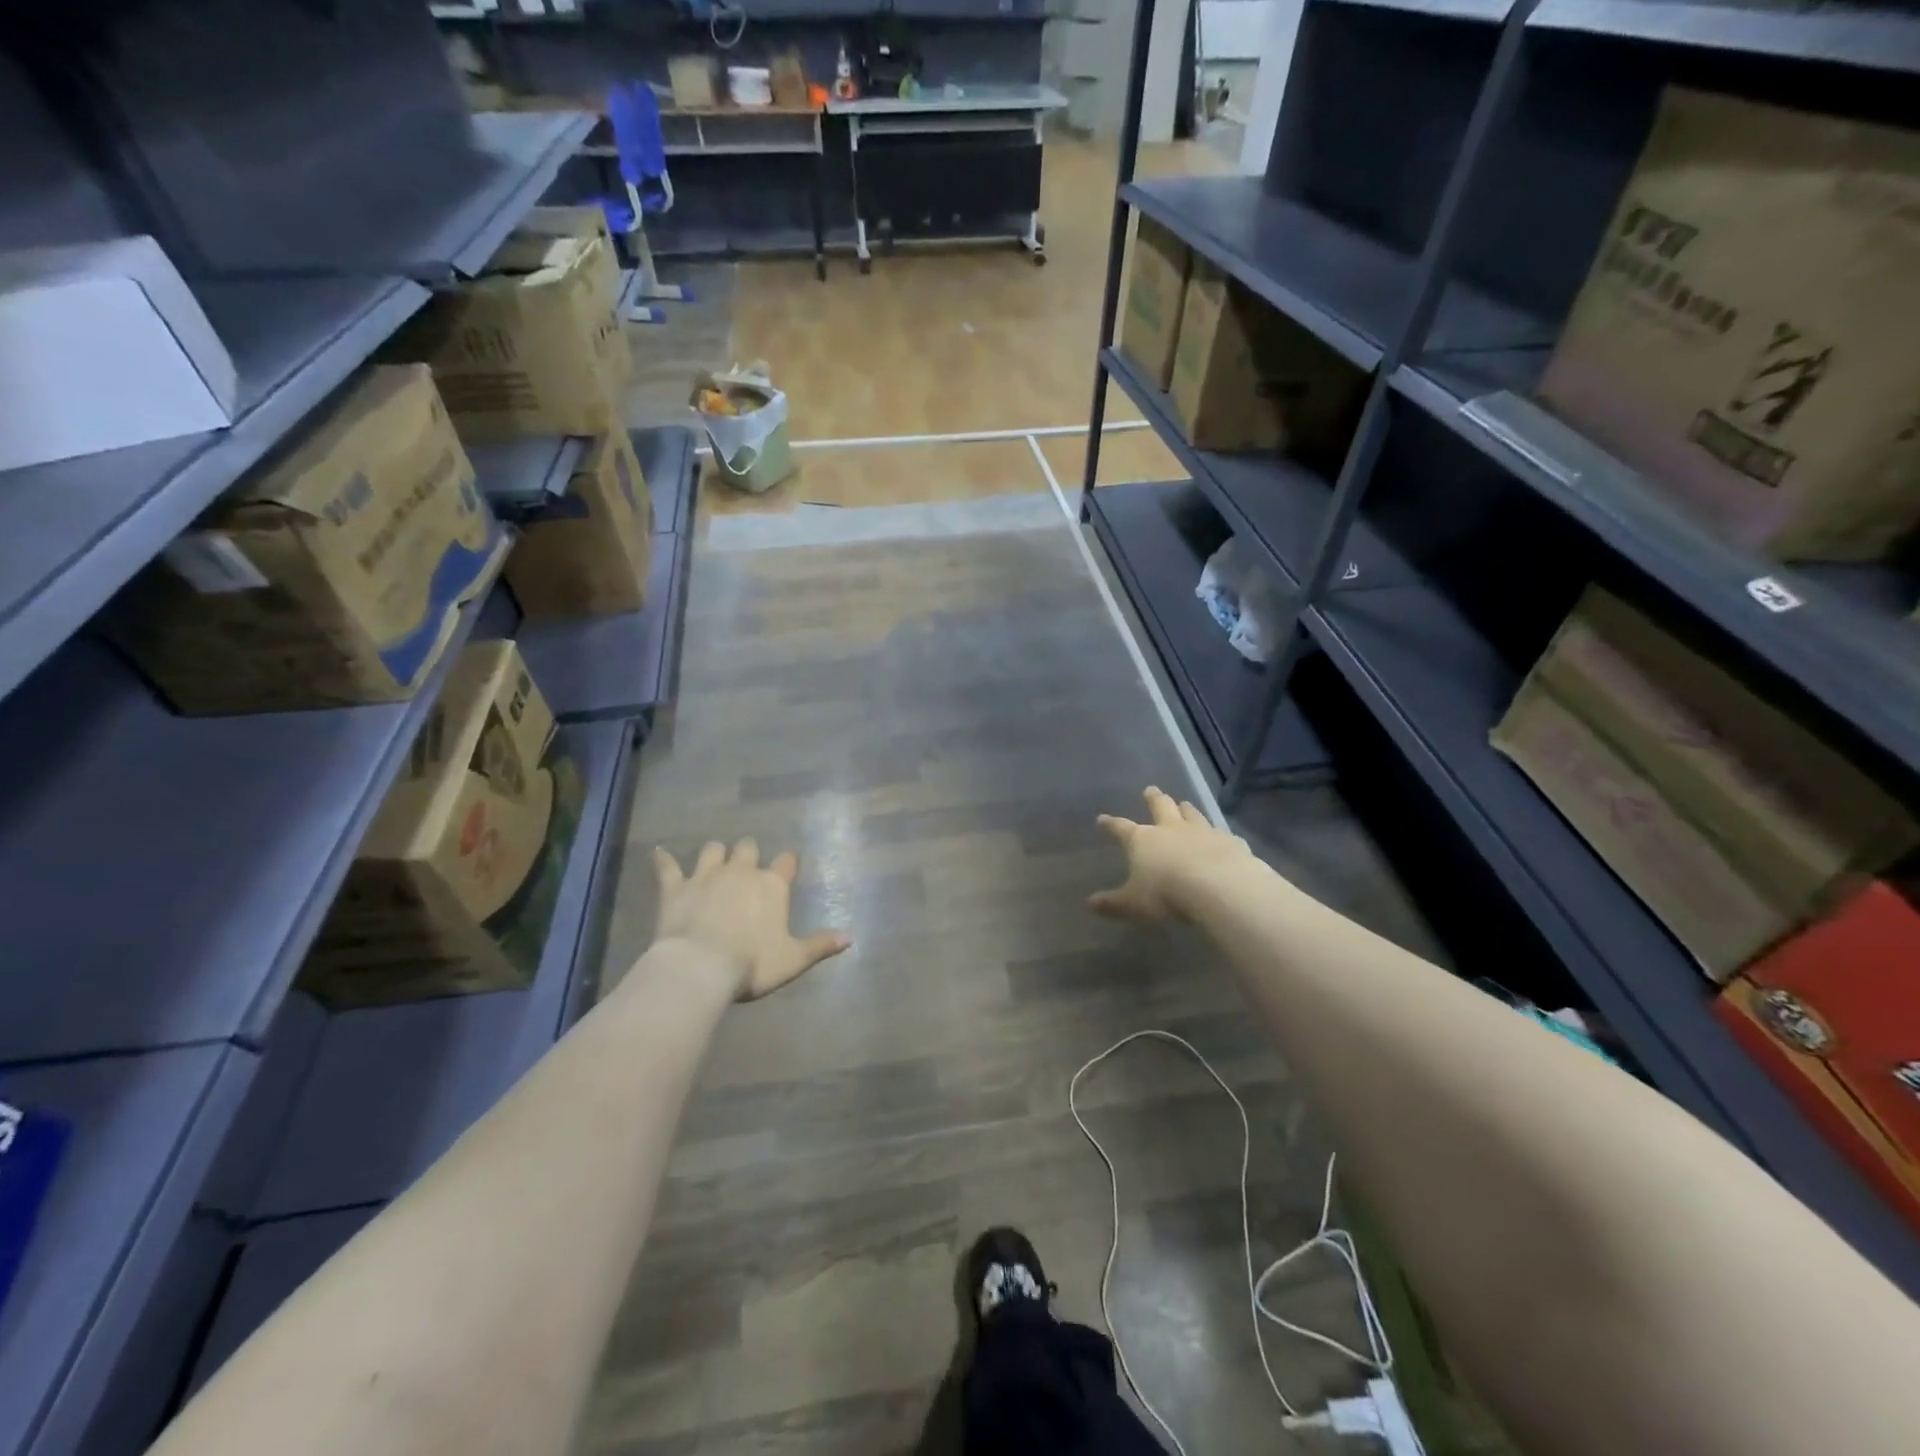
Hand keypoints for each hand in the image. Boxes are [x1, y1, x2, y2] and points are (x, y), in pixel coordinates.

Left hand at [651, 840, 850, 1000]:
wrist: (700, 967)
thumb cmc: (752, 963)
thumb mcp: (793, 959)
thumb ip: (820, 945)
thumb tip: (851, 937)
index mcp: (772, 885)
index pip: (786, 862)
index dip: (788, 861)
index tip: (789, 863)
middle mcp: (741, 872)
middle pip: (748, 848)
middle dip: (749, 853)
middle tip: (748, 866)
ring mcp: (706, 876)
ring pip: (713, 850)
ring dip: (715, 853)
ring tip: (715, 860)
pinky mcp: (675, 888)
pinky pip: (668, 867)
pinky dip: (663, 860)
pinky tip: (659, 853)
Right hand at [1088, 786, 1253, 924]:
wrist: (1220, 889)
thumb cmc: (1167, 895)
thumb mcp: (1133, 904)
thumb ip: (1112, 903)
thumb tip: (1090, 904)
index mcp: (1143, 840)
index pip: (1121, 828)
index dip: (1110, 824)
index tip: (1102, 819)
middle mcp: (1172, 829)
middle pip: (1161, 807)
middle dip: (1154, 798)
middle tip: (1150, 789)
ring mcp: (1204, 832)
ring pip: (1193, 814)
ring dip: (1187, 809)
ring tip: (1184, 803)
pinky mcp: (1231, 842)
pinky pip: (1224, 835)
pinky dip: (1220, 835)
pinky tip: (1225, 838)